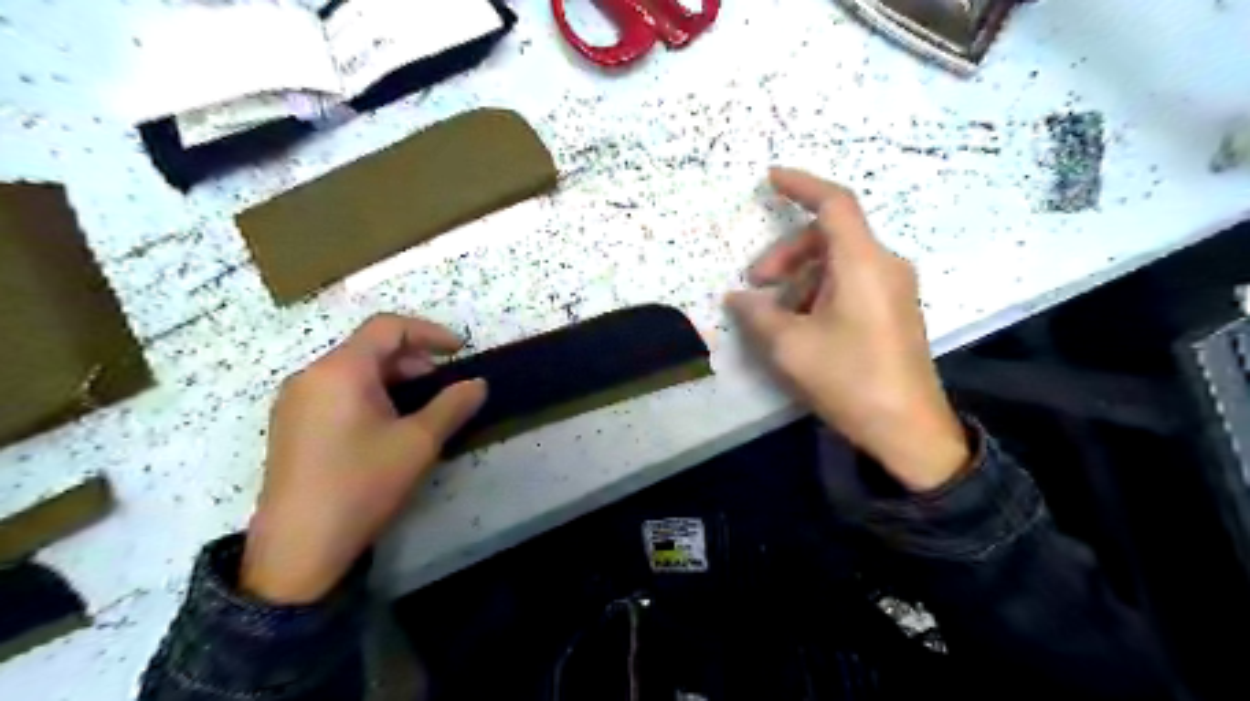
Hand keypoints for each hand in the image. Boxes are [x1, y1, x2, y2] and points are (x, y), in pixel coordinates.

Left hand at [240, 312, 484, 600]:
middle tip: (443, 385)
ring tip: (420, 407)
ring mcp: (295, 401)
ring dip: (393, 377)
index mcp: (340, 370)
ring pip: (352, 370)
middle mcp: (311, 375)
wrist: (299, 547)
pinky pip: (336, 391)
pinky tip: (386, 425)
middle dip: (413, 358)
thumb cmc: (363, 483)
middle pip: (368, 347)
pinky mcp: (290, 425)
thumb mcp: (419, 443)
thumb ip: (453, 405)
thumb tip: (478, 384)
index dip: (429, 332)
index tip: (460, 351)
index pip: (388, 327)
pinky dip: (369, 393)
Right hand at [730, 168, 970, 492]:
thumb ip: (758, 313)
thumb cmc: (848, 379)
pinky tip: (802, 324)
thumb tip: (737, 297)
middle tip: (755, 285)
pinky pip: (851, 283)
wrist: (908, 429)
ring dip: (800, 278)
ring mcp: (893, 289)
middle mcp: (884, 265)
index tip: (769, 179)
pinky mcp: (894, 310)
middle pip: (829, 237)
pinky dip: (820, 292)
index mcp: (863, 263)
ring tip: (776, 315)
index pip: (833, 204)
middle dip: (786, 254)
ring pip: (838, 262)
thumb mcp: (790, 346)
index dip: (800, 185)